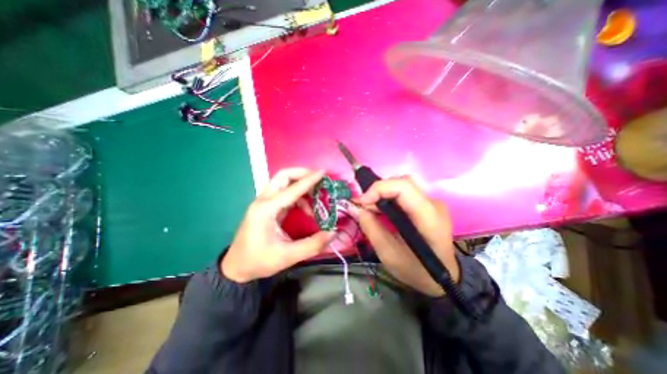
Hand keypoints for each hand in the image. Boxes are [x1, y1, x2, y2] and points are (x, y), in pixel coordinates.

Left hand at [222, 169, 335, 283]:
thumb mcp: (287, 256)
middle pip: (283, 176)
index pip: (292, 189)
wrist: (237, 267)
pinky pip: (284, 193)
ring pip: (283, 182)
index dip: (309, 180)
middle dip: (302, 174)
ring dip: (301, 184)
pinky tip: (307, 208)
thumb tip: (333, 232)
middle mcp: (263, 201)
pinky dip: (298, 195)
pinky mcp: (267, 207)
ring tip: (317, 194)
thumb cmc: (259, 261)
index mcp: (266, 210)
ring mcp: (264, 202)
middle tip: (319, 179)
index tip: (323, 173)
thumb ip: (312, 245)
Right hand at [354, 176, 458, 295]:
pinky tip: (381, 211)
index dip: (379, 189)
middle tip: (364, 206)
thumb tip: (356, 208)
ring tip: (370, 209)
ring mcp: (431, 203)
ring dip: (382, 194)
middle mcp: (433, 204)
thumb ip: (371, 228)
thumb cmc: (417, 271)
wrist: (443, 278)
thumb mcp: (389, 255)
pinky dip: (388, 198)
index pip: (404, 187)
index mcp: (428, 218)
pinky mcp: (426, 205)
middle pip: (403, 183)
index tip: (362, 202)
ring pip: (402, 186)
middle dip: (379, 191)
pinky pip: (404, 194)